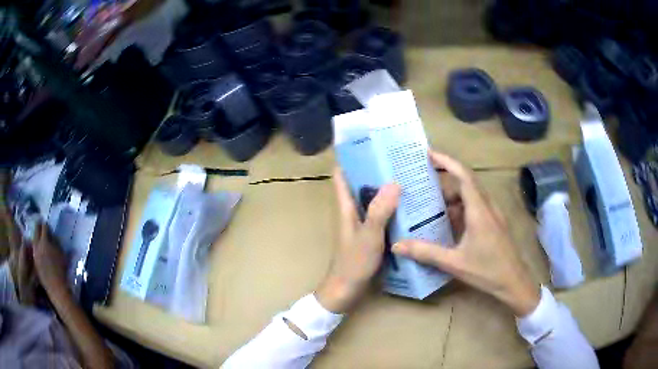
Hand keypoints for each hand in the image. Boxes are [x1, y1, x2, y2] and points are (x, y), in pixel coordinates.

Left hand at [32, 223, 69, 298]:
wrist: (56, 288)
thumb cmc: (61, 272)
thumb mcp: (62, 256)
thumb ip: (57, 244)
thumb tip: (54, 236)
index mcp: (44, 241)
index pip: (44, 227)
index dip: (46, 225)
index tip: (48, 224)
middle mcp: (37, 245)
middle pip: (36, 230)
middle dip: (39, 227)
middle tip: (41, 227)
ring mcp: (35, 253)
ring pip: (34, 240)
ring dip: (37, 237)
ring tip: (40, 239)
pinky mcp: (35, 261)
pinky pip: (34, 250)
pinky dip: (36, 247)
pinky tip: (40, 251)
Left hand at [316, 168, 399, 312]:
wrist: (347, 289)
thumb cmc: (354, 262)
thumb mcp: (369, 235)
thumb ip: (379, 211)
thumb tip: (394, 182)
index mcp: (345, 206)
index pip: (341, 175)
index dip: (351, 158)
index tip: (369, 145)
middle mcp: (351, 211)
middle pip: (359, 183)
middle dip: (374, 170)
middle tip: (397, 159)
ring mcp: (360, 223)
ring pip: (370, 198)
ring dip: (383, 188)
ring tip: (405, 176)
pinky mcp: (369, 233)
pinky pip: (379, 213)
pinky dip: (389, 206)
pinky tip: (407, 205)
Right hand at [392, 151, 539, 315]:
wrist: (513, 282)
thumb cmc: (487, 271)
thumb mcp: (454, 263)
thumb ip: (426, 252)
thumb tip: (397, 245)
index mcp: (479, 210)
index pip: (463, 175)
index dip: (446, 161)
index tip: (428, 154)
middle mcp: (487, 206)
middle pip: (466, 182)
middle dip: (445, 176)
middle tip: (423, 178)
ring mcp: (493, 214)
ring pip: (471, 194)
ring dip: (453, 194)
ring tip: (431, 199)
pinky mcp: (494, 223)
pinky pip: (475, 206)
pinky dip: (460, 207)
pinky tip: (448, 221)